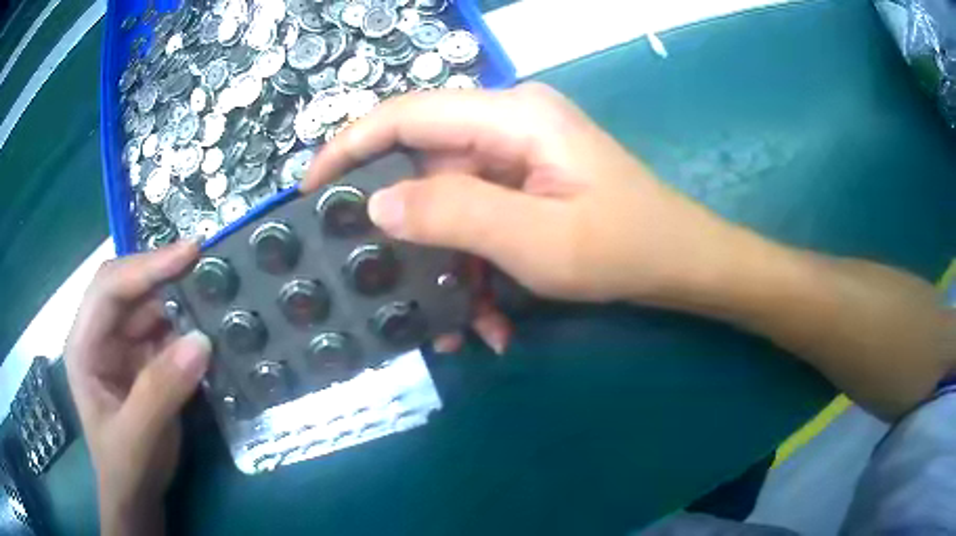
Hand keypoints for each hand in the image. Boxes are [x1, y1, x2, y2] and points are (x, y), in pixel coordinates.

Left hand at [65, 241, 210, 535]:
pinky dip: (189, 327)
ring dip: (181, 300)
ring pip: (152, 307)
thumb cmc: (125, 469)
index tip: (189, 253)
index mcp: (84, 345)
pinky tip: (211, 325)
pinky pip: (168, 332)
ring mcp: (124, 347)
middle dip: (165, 275)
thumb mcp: (138, 437)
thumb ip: (161, 390)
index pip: (109, 289)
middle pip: (131, 289)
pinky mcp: (146, 361)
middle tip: (208, 264)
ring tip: (216, 292)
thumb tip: (202, 340)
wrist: (138, 496)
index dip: (146, 267)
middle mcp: (102, 336)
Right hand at [304, 83, 739, 352]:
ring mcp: (518, 155)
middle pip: (425, 163)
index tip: (312, 190)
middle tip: (378, 279)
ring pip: (450, 202)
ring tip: (453, 324)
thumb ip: (453, 213)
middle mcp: (508, 124)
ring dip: (447, 264)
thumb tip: (377, 204)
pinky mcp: (526, 183)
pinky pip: (478, 218)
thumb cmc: (624, 247)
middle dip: (405, 229)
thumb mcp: (536, 240)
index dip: (350, 146)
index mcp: (512, 116)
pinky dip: (476, 267)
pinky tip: (489, 318)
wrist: (680, 263)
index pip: (407, 114)